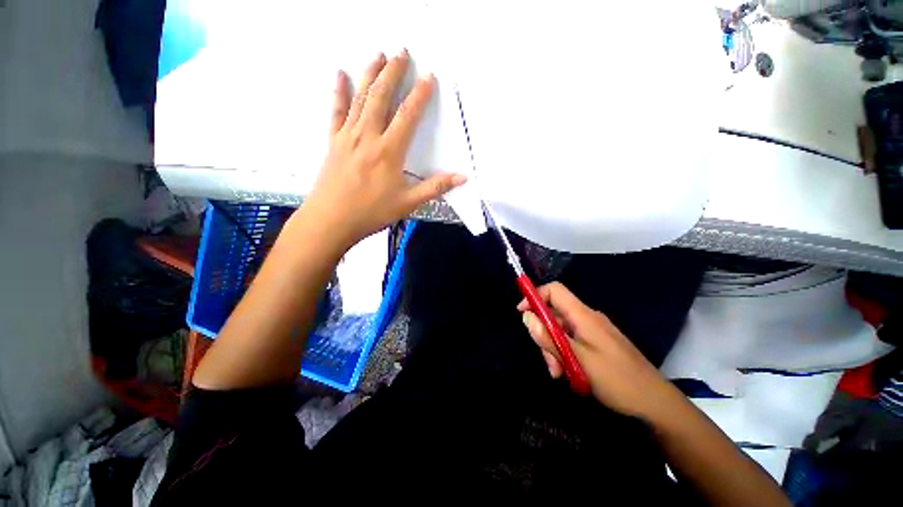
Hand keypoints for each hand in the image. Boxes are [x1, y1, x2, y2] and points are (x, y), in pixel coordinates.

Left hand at [301, 50, 465, 249]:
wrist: (332, 220)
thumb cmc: (372, 212)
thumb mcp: (408, 203)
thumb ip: (435, 187)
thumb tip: (461, 178)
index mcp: (389, 151)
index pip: (408, 116)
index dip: (420, 95)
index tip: (429, 77)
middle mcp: (368, 137)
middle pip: (382, 97)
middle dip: (393, 73)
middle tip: (402, 52)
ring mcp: (348, 137)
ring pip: (360, 99)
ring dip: (370, 75)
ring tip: (378, 55)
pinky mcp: (334, 142)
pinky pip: (336, 112)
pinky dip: (339, 92)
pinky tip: (340, 75)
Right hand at [518, 282, 679, 420]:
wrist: (656, 403)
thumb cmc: (616, 379)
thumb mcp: (576, 359)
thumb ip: (548, 337)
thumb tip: (526, 316)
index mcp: (583, 315)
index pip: (554, 290)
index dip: (535, 297)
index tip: (522, 314)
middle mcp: (587, 318)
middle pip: (555, 314)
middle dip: (545, 334)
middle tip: (548, 362)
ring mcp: (593, 331)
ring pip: (562, 331)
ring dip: (554, 349)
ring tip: (559, 373)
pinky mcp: (598, 343)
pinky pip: (573, 341)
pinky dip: (565, 354)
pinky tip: (569, 374)